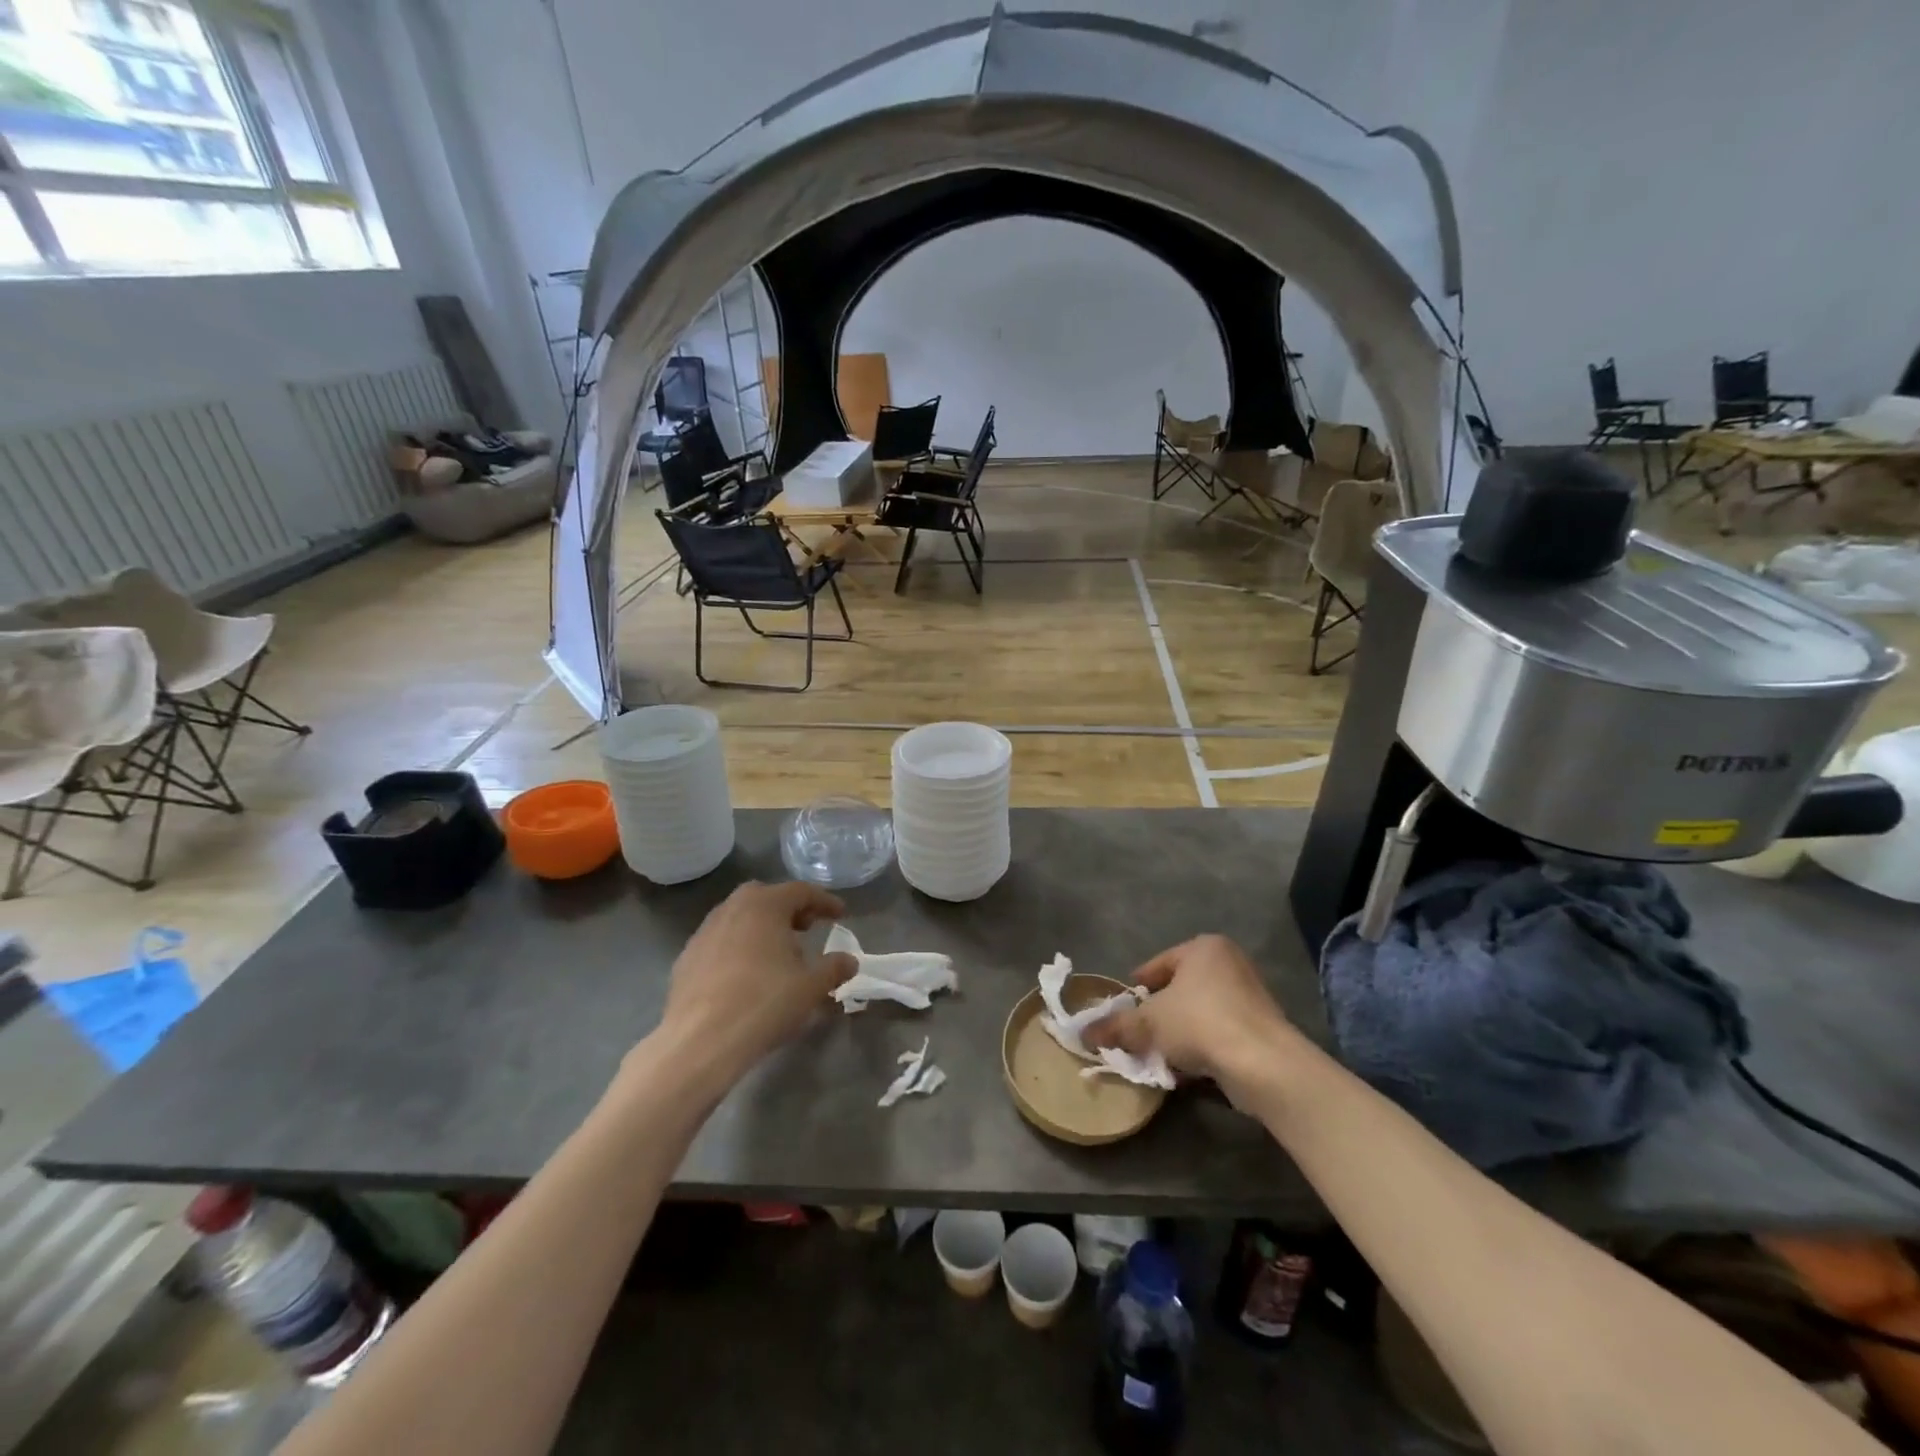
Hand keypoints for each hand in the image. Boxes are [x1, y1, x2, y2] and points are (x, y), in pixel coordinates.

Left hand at [649, 882, 856, 1092]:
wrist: (700, 1041)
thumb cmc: (764, 1003)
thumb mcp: (811, 987)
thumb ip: (834, 968)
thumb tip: (849, 961)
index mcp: (764, 905)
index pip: (801, 891)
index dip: (824, 902)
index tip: (840, 915)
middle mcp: (732, 908)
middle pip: (766, 898)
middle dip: (789, 909)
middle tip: (806, 928)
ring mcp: (704, 932)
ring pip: (740, 918)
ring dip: (762, 928)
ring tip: (777, 954)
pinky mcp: (686, 959)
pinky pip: (721, 941)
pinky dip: (739, 947)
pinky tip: (746, 975)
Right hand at [1084, 935, 1295, 1097]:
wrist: (1263, 1064)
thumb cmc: (1200, 1023)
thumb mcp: (1148, 1023)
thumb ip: (1116, 1026)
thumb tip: (1084, 1033)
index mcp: (1203, 947)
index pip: (1158, 964)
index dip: (1137, 987)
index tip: (1122, 1007)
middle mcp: (1230, 963)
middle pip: (1181, 988)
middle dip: (1159, 1011)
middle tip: (1138, 1031)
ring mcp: (1250, 995)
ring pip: (1201, 1012)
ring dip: (1180, 1032)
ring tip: (1159, 1053)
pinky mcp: (1263, 1028)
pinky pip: (1220, 1032)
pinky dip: (1202, 1046)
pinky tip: (1186, 1067)